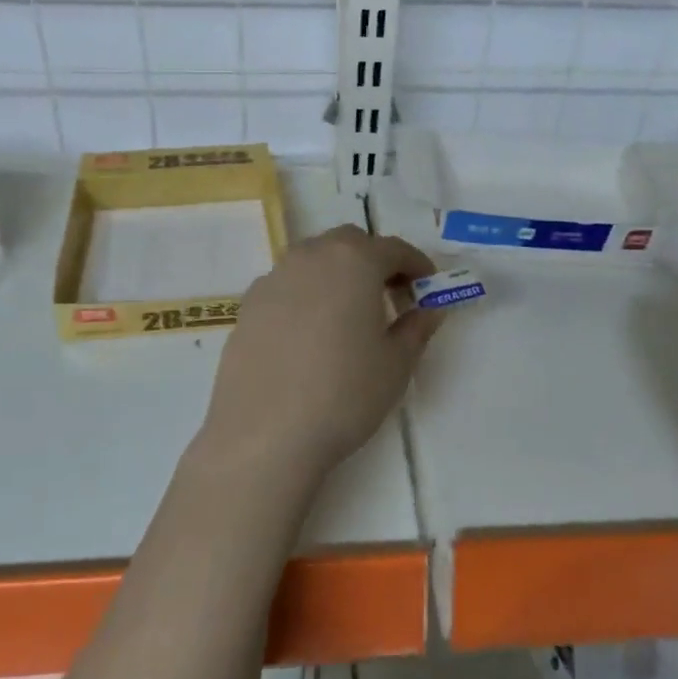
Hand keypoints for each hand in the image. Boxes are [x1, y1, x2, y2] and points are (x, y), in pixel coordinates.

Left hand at [197, 226, 444, 492]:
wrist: (265, 434)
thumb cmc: (344, 394)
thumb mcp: (396, 364)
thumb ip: (417, 327)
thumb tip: (430, 308)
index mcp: (353, 261)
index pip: (393, 248)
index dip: (416, 264)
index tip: (428, 285)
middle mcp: (309, 257)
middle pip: (348, 244)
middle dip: (374, 260)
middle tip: (391, 295)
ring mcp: (272, 279)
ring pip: (313, 260)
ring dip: (337, 274)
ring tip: (350, 313)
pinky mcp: (247, 307)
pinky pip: (286, 286)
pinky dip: (306, 294)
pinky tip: (310, 333)